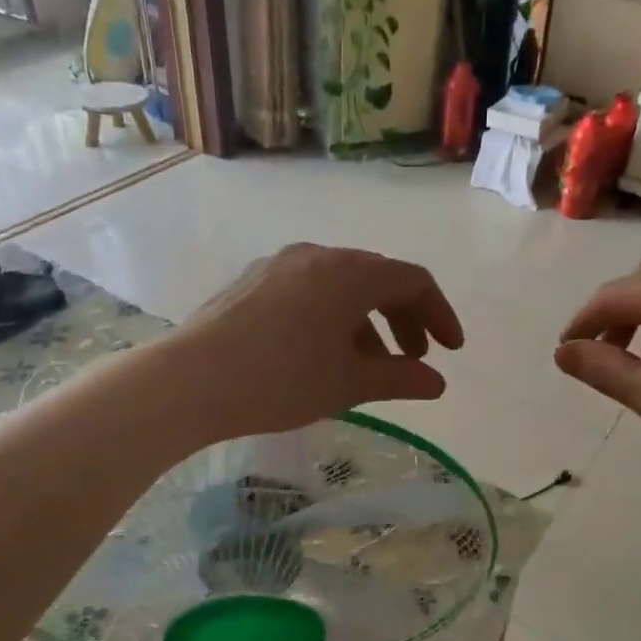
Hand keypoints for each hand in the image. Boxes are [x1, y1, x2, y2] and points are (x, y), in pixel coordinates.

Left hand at [179, 244, 464, 435]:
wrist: (189, 381)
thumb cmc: (281, 380)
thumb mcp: (350, 384)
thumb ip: (402, 379)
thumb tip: (437, 382)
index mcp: (351, 273)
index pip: (413, 281)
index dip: (440, 314)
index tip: (450, 351)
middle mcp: (319, 255)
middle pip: (378, 278)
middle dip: (405, 318)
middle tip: (414, 358)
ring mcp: (281, 264)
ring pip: (342, 285)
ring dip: (368, 321)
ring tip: (368, 364)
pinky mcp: (253, 280)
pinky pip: (310, 289)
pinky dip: (333, 316)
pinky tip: (322, 352)